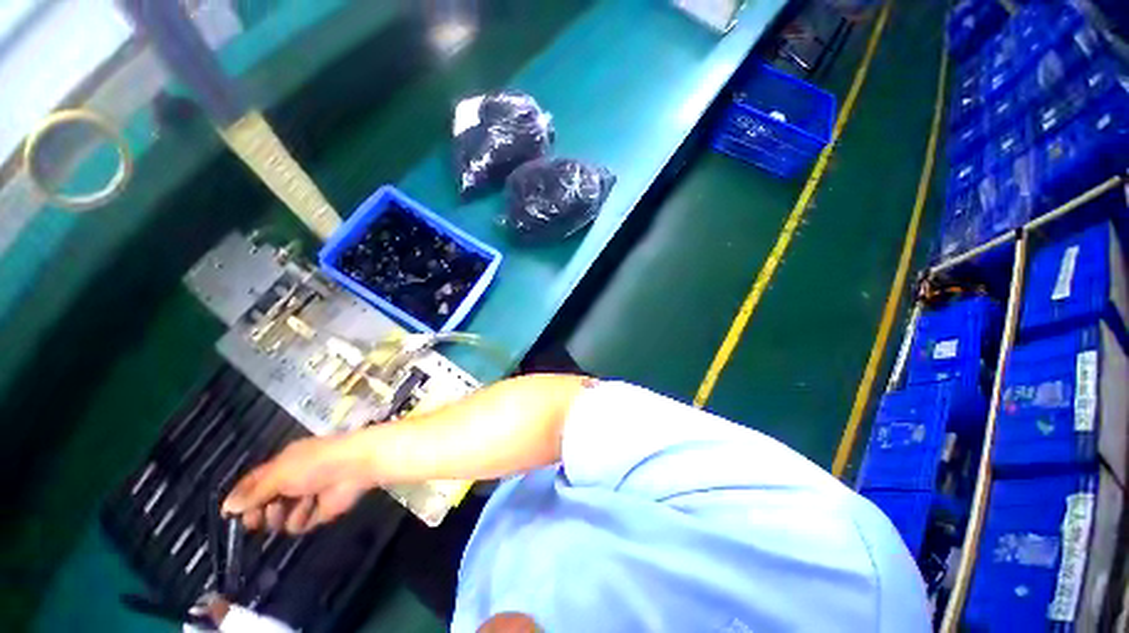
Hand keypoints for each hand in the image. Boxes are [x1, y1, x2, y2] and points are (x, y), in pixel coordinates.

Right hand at [222, 435, 373, 533]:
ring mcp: (306, 497)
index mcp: (282, 465)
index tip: (228, 515)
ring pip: (279, 518)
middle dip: (257, 513)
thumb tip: (228, 507)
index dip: (240, 497)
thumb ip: (254, 492)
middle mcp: (292, 481)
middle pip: (264, 504)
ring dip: (280, 517)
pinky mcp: (320, 511)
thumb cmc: (315, 464)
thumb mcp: (279, 474)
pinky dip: (303, 518)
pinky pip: (300, 524)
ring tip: (287, 509)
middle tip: (254, 521)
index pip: (254, 482)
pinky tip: (311, 508)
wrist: (354, 466)